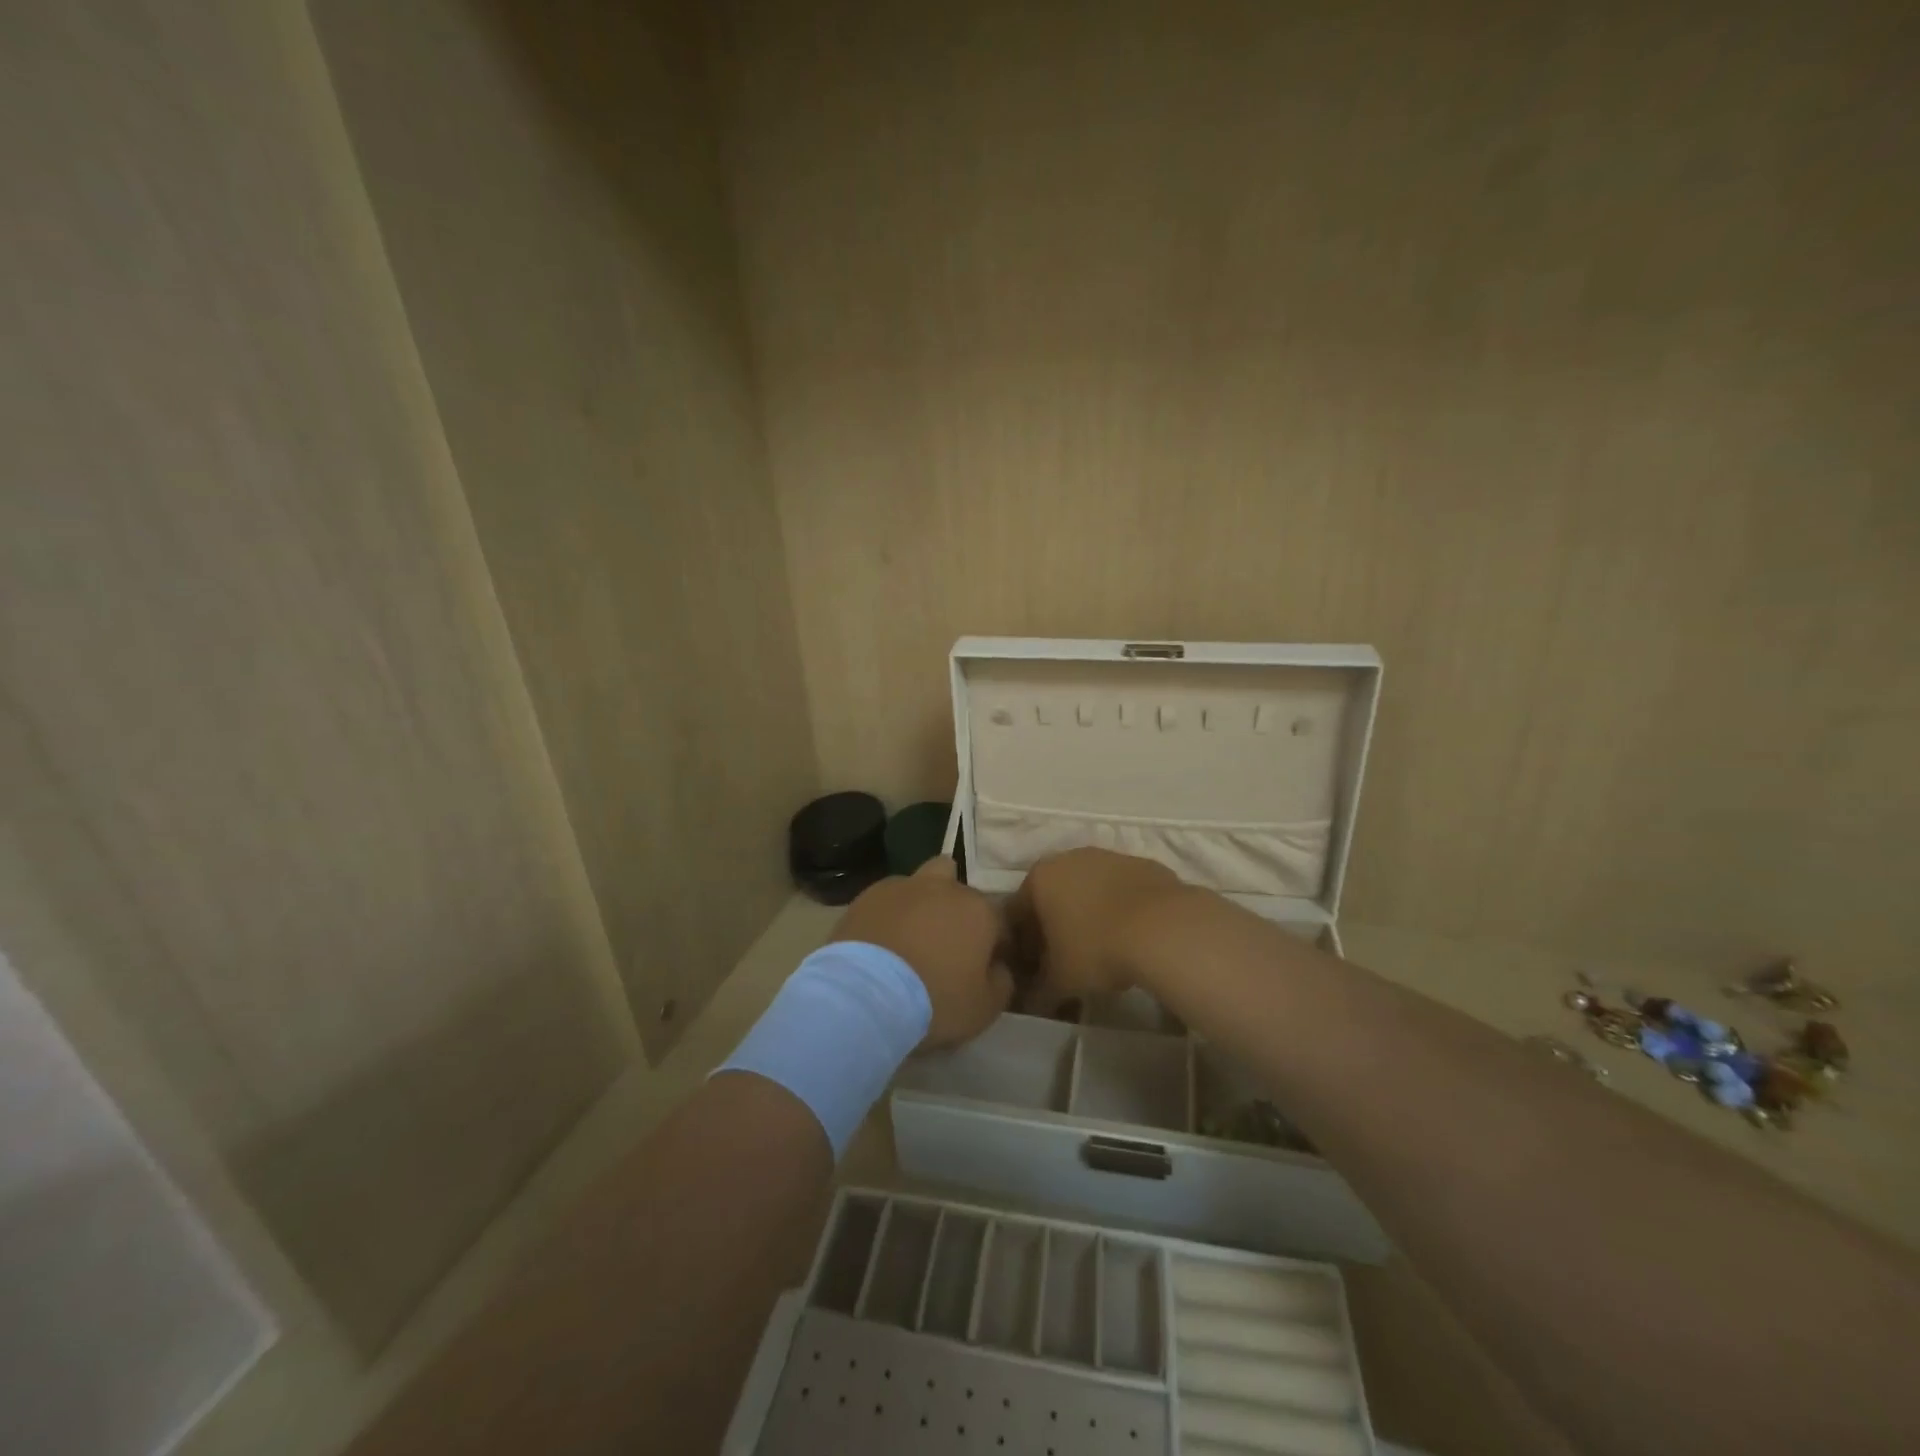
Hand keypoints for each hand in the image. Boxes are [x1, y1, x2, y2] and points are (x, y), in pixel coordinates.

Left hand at [829, 857, 1013, 1047]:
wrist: (865, 994)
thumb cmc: (935, 1000)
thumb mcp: (985, 1007)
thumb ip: (1001, 981)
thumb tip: (998, 967)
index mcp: (979, 910)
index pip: (1000, 921)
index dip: (995, 945)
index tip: (985, 968)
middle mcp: (945, 888)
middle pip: (958, 888)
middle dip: (956, 909)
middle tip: (945, 944)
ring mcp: (903, 886)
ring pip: (921, 883)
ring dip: (921, 904)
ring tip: (909, 938)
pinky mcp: (867, 895)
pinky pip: (887, 899)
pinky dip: (889, 914)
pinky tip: (881, 941)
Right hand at [1004, 847, 1185, 1013]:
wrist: (1164, 928)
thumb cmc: (1096, 949)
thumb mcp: (1060, 980)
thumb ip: (1039, 991)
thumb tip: (1031, 1003)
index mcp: (1040, 877)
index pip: (1017, 913)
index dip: (1023, 945)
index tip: (1036, 971)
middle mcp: (1070, 858)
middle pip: (1053, 896)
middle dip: (1056, 927)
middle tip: (1066, 961)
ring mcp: (1109, 857)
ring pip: (1089, 890)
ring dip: (1089, 915)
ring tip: (1103, 950)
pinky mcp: (1143, 864)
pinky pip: (1121, 890)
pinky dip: (1120, 909)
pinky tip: (1131, 937)